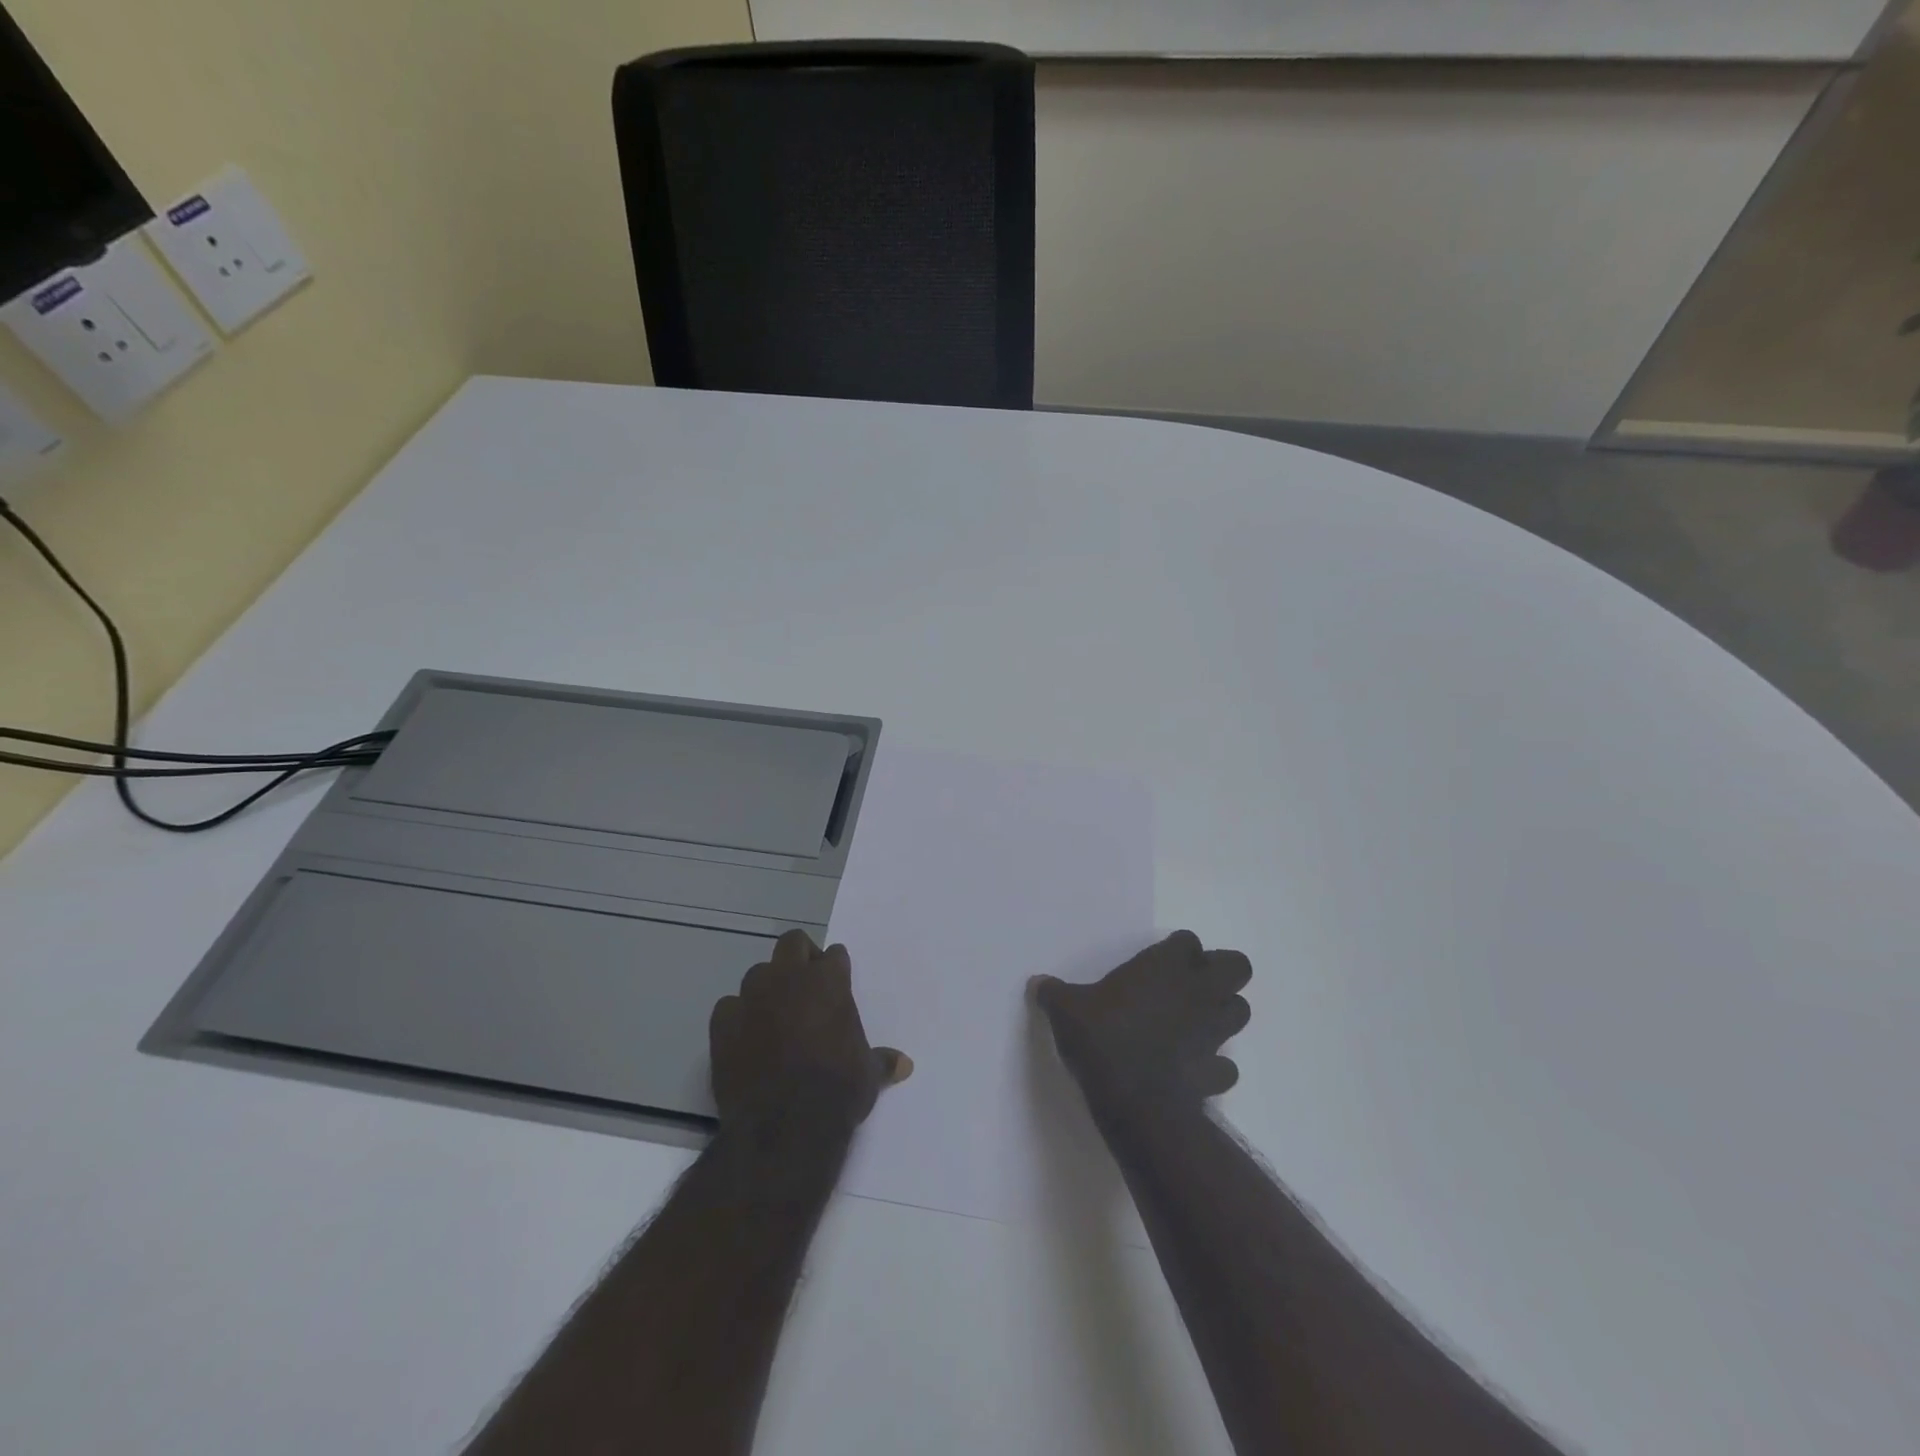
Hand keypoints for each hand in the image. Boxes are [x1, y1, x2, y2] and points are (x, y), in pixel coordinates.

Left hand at [711, 929, 910, 1135]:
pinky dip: (737, 1017)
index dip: (835, 968)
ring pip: (758, 973)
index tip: (836, 984)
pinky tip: (745, 1038)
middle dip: (799, 957)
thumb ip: (882, 1061)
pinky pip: (729, 1007)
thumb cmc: (837, 1091)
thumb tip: (905, 1065)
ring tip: (774, 1016)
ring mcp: (752, 998)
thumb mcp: (868, 1075)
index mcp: (829, 981)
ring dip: (766, 987)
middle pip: (792, 943)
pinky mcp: (722, 1023)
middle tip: (805, 987)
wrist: (784, 1127)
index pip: (834, 955)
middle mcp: (789, 978)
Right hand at [1032, 930, 1251, 1114]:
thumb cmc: (1102, 1038)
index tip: (1160, 962)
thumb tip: (1036, 983)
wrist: (1134, 1099)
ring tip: (1195, 1022)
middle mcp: (1197, 992)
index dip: (1179, 950)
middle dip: (1221, 972)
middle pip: (1236, 967)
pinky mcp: (1217, 1071)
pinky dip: (1215, 1065)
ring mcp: (1213, 1032)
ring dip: (1223, 1013)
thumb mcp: (1066, 1009)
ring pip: (1240, 1011)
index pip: (1188, 941)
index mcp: (1165, 966)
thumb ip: (1054, 993)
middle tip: (1191, 984)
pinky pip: (1226, 1065)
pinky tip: (1192, 1068)